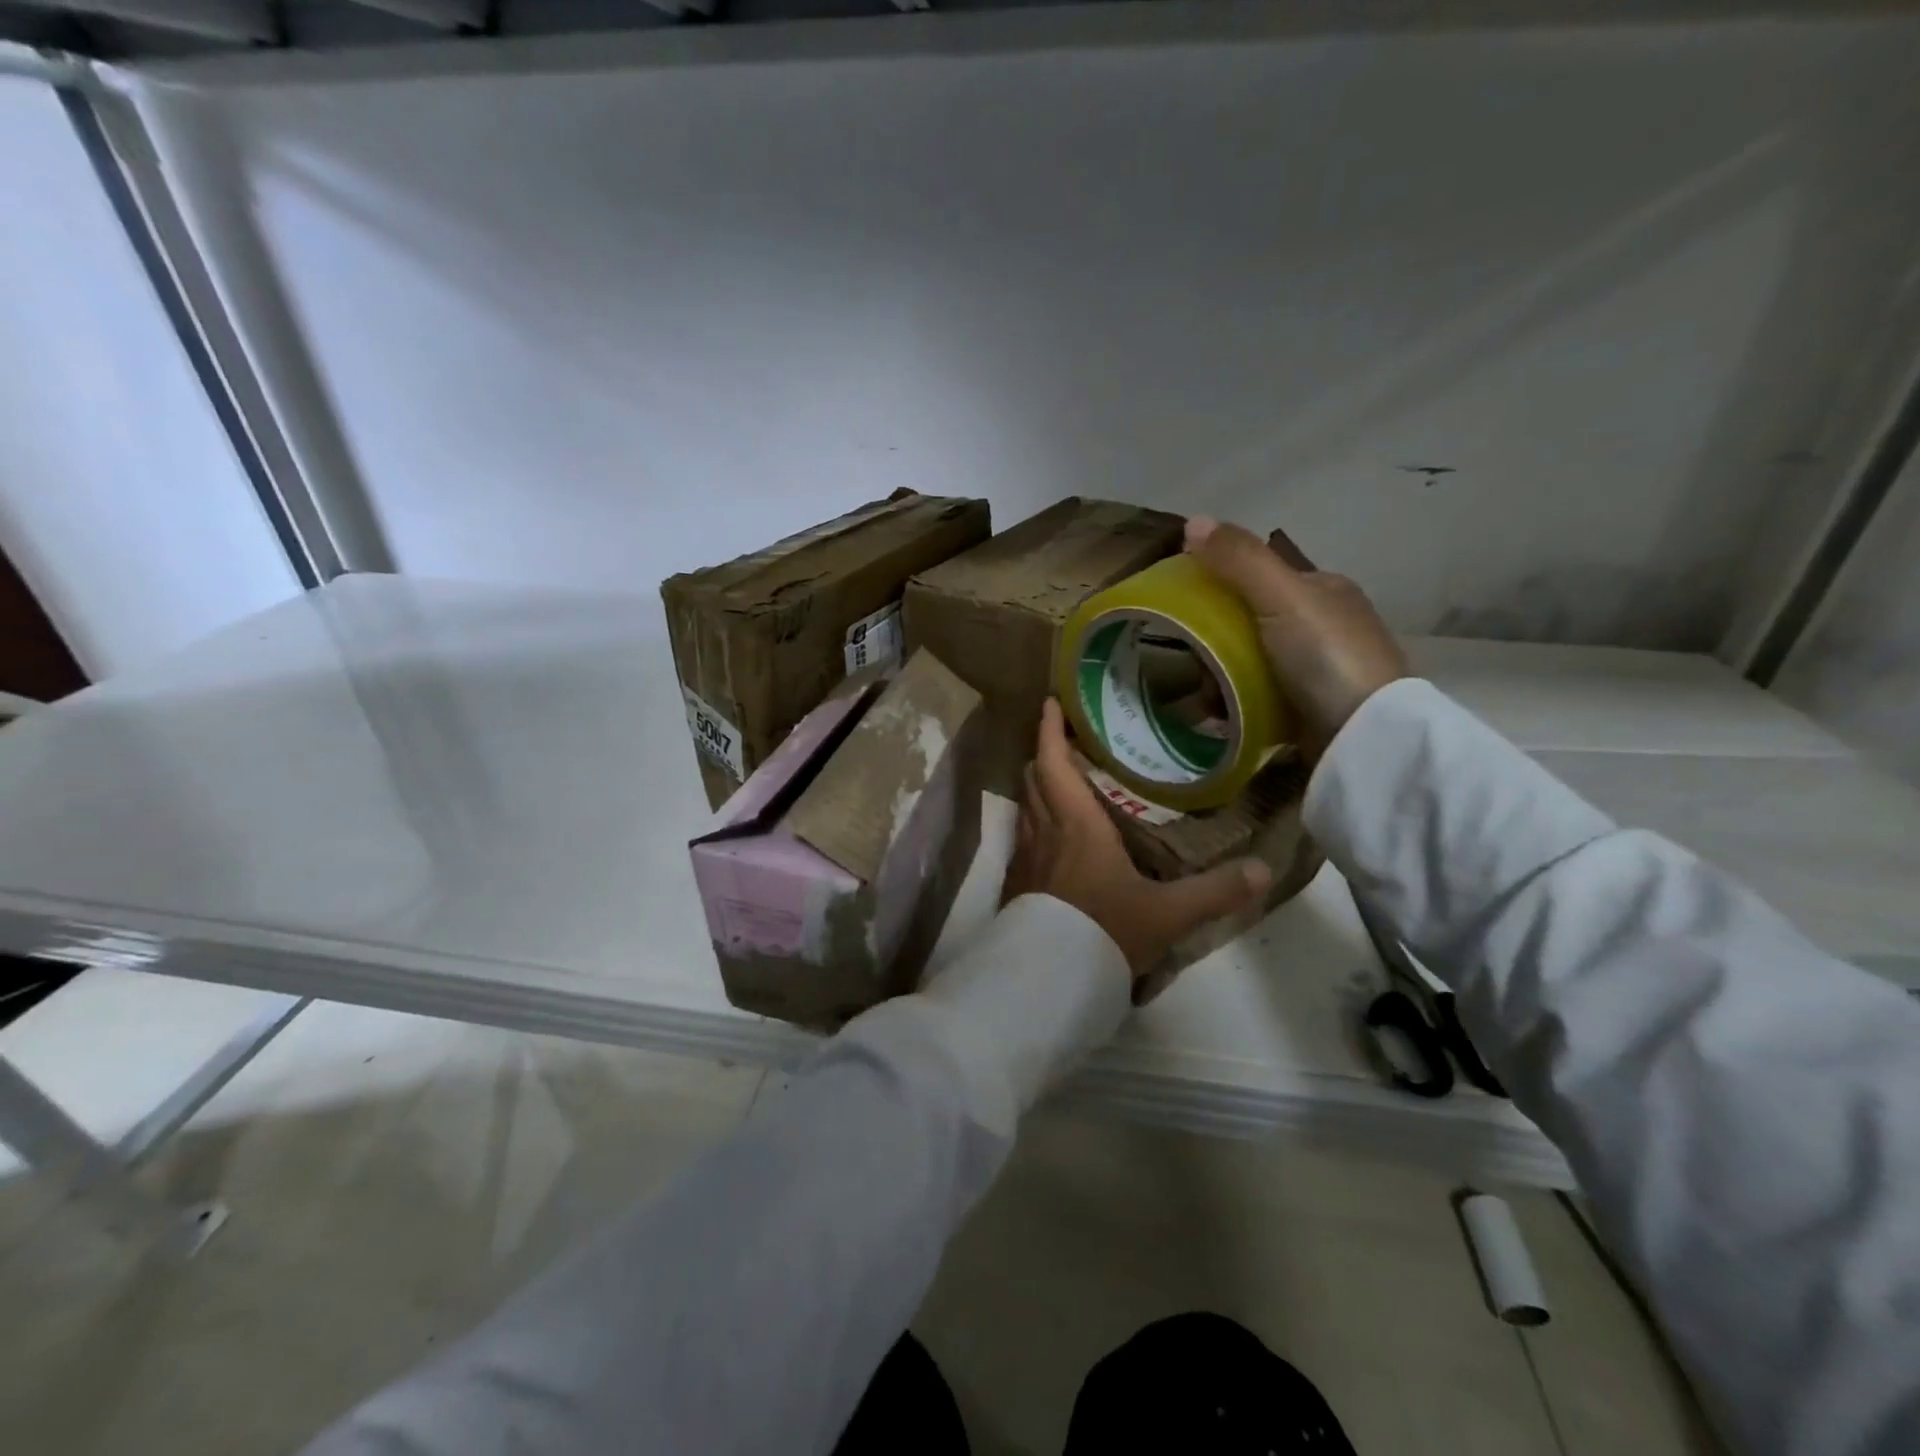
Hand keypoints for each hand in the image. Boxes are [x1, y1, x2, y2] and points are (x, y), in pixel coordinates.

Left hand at [1001, 700, 1271, 977]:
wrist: (1050, 978)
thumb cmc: (1105, 929)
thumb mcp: (1168, 912)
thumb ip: (1215, 891)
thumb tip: (1263, 871)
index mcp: (1075, 823)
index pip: (1053, 762)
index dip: (1049, 729)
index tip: (1051, 703)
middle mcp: (1044, 830)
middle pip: (1034, 777)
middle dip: (1045, 753)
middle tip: (1065, 742)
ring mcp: (1025, 857)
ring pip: (1025, 805)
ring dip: (1038, 786)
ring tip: (1060, 782)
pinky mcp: (1017, 882)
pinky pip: (1022, 837)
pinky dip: (1034, 821)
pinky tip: (1051, 838)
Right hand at [1184, 516, 1407, 752]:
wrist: (1363, 734)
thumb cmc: (1325, 655)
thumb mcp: (1280, 597)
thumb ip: (1239, 560)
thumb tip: (1192, 520)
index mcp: (1322, 589)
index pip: (1259, 576)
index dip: (1218, 584)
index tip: (1184, 607)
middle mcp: (1322, 624)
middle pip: (1249, 622)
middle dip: (1215, 641)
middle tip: (1193, 661)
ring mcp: (1316, 669)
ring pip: (1249, 661)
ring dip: (1220, 676)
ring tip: (1203, 695)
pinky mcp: (1308, 708)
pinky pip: (1257, 696)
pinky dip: (1234, 702)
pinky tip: (1219, 714)